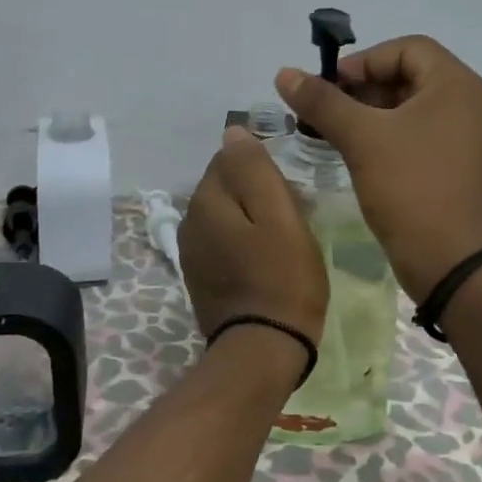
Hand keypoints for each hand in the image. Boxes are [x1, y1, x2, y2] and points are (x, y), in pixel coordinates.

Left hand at [179, 126, 328, 346]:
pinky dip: (241, 243)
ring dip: (249, 219)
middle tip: (293, 215)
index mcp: (205, 201)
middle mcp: (188, 222)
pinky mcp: (199, 278)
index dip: (263, 168)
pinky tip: (264, 261)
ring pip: (224, 216)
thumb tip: (233, 132)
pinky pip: (222, 243)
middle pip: (225, 187)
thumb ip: (255, 169)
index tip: (291, 192)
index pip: (229, 158)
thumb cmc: (282, 278)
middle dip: (255, 192)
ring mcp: (190, 253)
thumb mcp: (279, 216)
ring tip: (282, 239)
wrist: (262, 349)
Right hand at [275, 36, 481, 301]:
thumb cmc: (411, 189)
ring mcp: (473, 139)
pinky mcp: (466, 168)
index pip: (408, 48)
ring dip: (374, 116)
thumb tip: (284, 73)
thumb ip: (323, 102)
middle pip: (412, 77)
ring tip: (337, 136)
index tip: (330, 89)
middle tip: (327, 114)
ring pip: (416, 110)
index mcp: (458, 85)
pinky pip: (425, 137)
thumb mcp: (362, 140)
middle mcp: (473, 104)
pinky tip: (364, 159)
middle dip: (364, 90)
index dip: (363, 62)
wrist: (455, 264)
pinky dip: (393, 139)